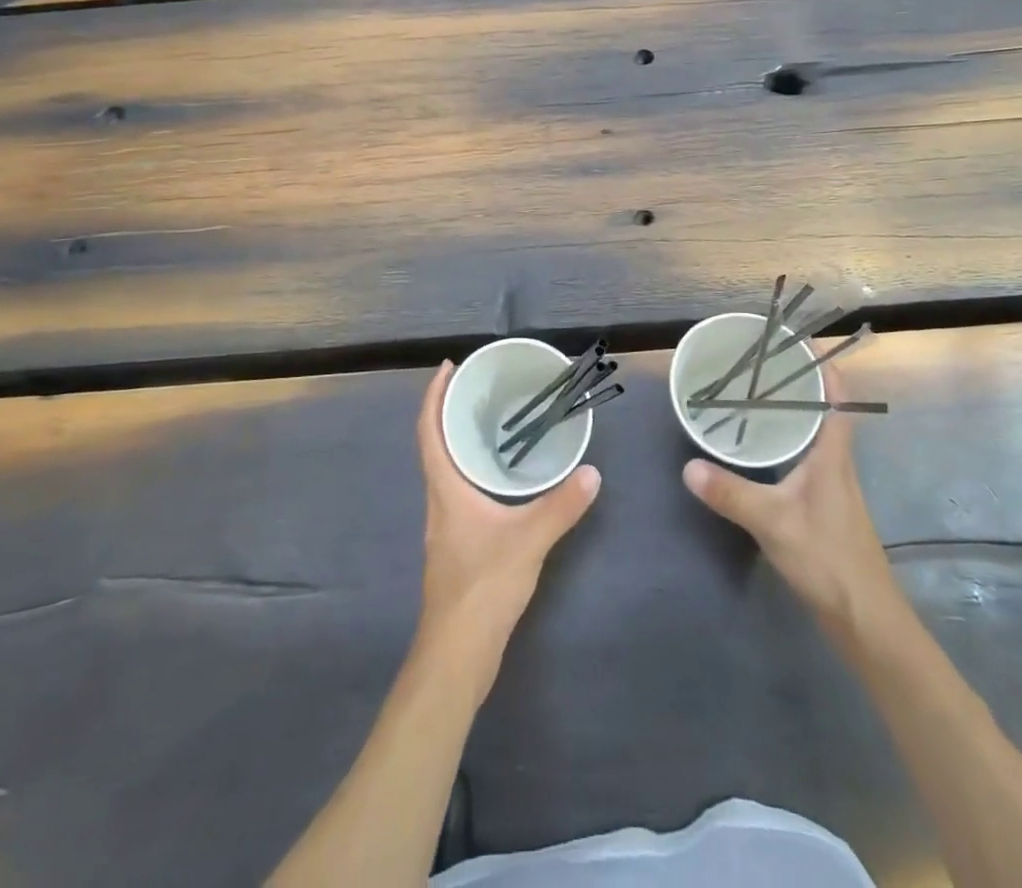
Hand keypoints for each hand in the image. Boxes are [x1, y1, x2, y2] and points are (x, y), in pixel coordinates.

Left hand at [415, 362, 600, 668]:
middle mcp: (439, 501)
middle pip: (436, 445)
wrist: (457, 653)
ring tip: (492, 422)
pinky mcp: (457, 545)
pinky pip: (461, 491)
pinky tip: (501, 477)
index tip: (447, 368)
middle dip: (451, 412)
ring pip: (447, 469)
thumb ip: (560, 506)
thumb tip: (592, 473)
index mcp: (445, 489)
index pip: (429, 431)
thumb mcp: (528, 540)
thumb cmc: (482, 587)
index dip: (433, 396)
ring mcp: (446, 525)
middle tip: (479, 387)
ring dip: (461, 441)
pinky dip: (474, 469)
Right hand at [682, 365, 901, 630]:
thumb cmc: (828, 559)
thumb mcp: (773, 522)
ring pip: (810, 434)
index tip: (795, 340)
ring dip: (788, 412)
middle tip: (756, 363)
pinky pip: (802, 457)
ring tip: (750, 396)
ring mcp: (830, 485)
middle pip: (821, 409)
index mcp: (832, 454)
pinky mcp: (822, 506)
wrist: (865, 619)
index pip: (836, 396)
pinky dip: (782, 442)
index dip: (822, 364)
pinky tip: (756, 450)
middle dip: (794, 382)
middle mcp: (835, 462)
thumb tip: (689, 467)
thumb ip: (731, 493)